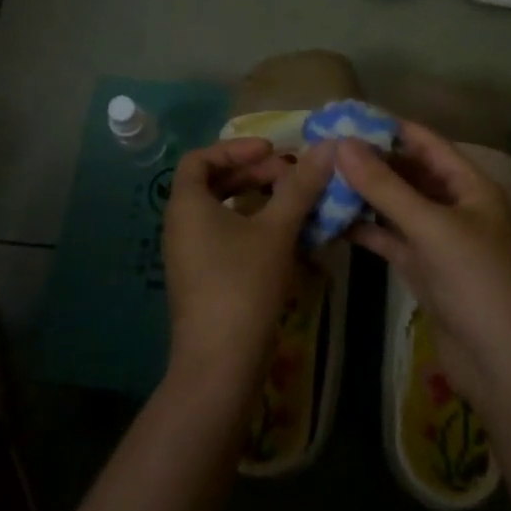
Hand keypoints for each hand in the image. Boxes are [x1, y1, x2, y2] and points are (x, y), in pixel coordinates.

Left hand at [161, 136, 334, 388]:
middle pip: (213, 183)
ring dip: (256, 199)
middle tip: (290, 174)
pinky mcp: (204, 279)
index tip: (272, 151)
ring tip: (293, 201)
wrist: (220, 364)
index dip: (236, 148)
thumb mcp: (276, 230)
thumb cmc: (243, 285)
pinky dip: (253, 226)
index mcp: (187, 205)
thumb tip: (328, 147)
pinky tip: (287, 237)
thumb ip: (300, 186)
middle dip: (253, 173)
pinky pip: (226, 237)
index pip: (200, 158)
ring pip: (222, 212)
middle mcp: (181, 226)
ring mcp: (191, 255)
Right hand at [335, 120, 510, 404]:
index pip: (425, 142)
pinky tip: (330, 220)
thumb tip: (342, 144)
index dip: (387, 128)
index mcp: (469, 185)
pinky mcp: (422, 266)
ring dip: (363, 194)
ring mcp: (437, 237)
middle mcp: (454, 204)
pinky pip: (389, 237)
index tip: (345, 117)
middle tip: (323, 148)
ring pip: (395, 205)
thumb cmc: (474, 281)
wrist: (498, 361)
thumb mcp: (429, 227)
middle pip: (408, 171)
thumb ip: (385, 186)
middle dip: (369, 161)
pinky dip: (364, 228)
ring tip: (320, 178)